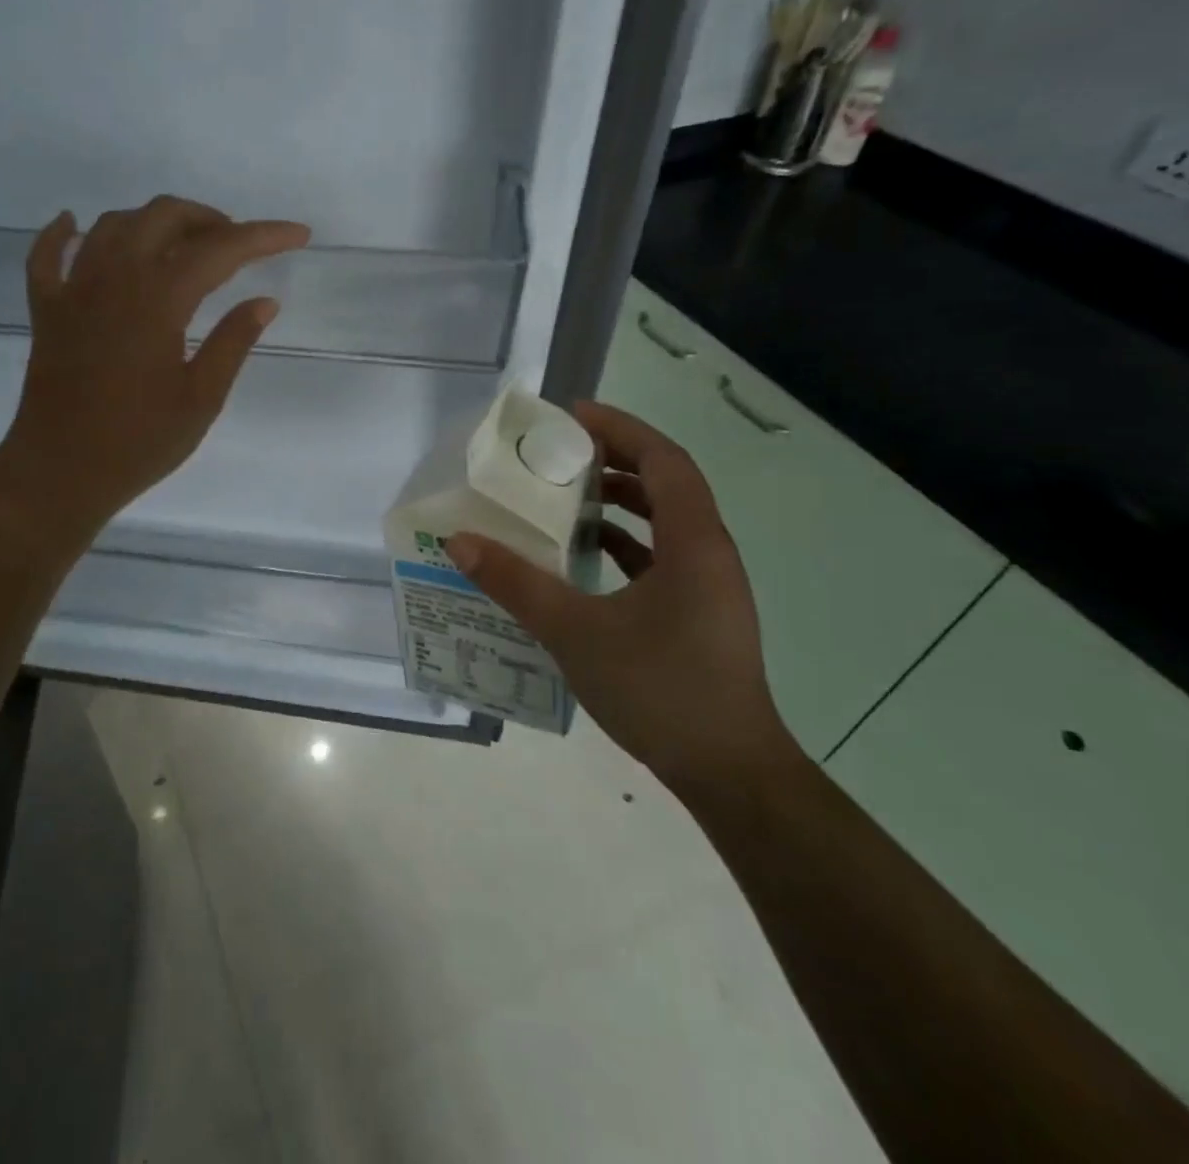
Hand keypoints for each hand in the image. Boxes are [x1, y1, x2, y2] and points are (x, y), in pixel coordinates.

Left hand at [0, 196, 309, 533]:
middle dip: (208, 219)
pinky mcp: (47, 311)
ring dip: (152, 221)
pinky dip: (62, 233)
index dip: (263, 236)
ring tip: (181, 244)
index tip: (297, 234)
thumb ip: (233, 342)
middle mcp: (114, 279)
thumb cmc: (139, 442)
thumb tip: (264, 301)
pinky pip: (47, 256)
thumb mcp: (201, 399)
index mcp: (158, 301)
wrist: (60, 473)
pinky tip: (74, 224)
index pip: (219, 250)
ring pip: (112, 225)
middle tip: (236, 245)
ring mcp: (73, 291)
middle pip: (162, 217)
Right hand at [444, 401, 794, 793]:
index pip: (663, 459)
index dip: (620, 428)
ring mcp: (708, 585)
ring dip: (619, 501)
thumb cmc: (659, 689)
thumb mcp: (575, 631)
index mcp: (694, 542)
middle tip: (559, 453)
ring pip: (664, 521)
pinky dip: (624, 542)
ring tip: (565, 497)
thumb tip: (459, 542)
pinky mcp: (699, 612)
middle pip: (665, 483)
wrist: (728, 772)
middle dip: (614, 459)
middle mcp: (709, 552)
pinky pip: (661, 556)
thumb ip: (516, 583)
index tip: (572, 416)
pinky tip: (584, 557)